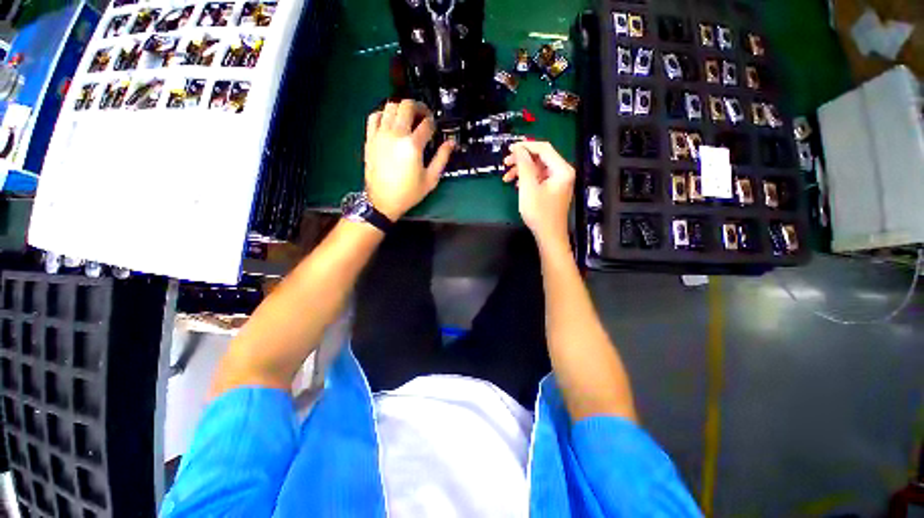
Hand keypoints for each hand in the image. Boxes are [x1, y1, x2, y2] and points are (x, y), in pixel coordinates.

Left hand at [364, 100, 454, 220]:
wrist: (383, 201)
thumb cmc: (409, 192)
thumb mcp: (431, 179)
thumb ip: (442, 158)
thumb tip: (451, 143)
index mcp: (413, 145)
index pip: (426, 124)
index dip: (433, 124)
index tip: (435, 129)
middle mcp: (396, 134)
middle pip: (407, 106)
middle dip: (419, 108)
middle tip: (423, 116)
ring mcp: (381, 134)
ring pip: (390, 106)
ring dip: (402, 108)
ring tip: (408, 119)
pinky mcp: (370, 138)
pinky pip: (374, 116)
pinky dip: (383, 114)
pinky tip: (390, 122)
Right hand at [503, 141, 574, 245]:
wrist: (549, 236)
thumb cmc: (539, 213)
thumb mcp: (529, 188)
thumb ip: (524, 165)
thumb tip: (519, 149)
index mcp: (562, 169)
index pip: (543, 148)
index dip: (526, 146)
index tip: (509, 149)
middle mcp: (562, 172)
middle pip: (540, 158)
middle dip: (522, 160)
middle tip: (505, 163)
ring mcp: (558, 182)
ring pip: (538, 168)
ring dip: (522, 171)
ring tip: (506, 178)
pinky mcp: (553, 190)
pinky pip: (539, 178)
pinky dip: (527, 179)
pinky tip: (516, 185)